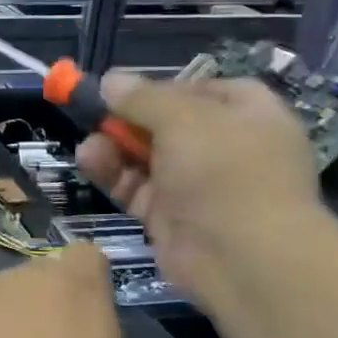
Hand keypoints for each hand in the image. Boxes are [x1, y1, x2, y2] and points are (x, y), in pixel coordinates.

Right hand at [75, 73, 322, 306]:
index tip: (126, 89)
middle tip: (95, 115)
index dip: (162, 87)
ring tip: (89, 146)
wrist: (243, 258)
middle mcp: (225, 148)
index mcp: (248, 115)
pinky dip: (112, 174)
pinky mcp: (170, 215)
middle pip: (167, 124)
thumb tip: (111, 79)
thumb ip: (141, 97)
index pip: (201, 90)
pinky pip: (135, 186)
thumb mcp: (182, 117)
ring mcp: (197, 185)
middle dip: (128, 119)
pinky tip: (89, 161)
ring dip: (113, 146)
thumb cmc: (224, 169)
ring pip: (146, 156)